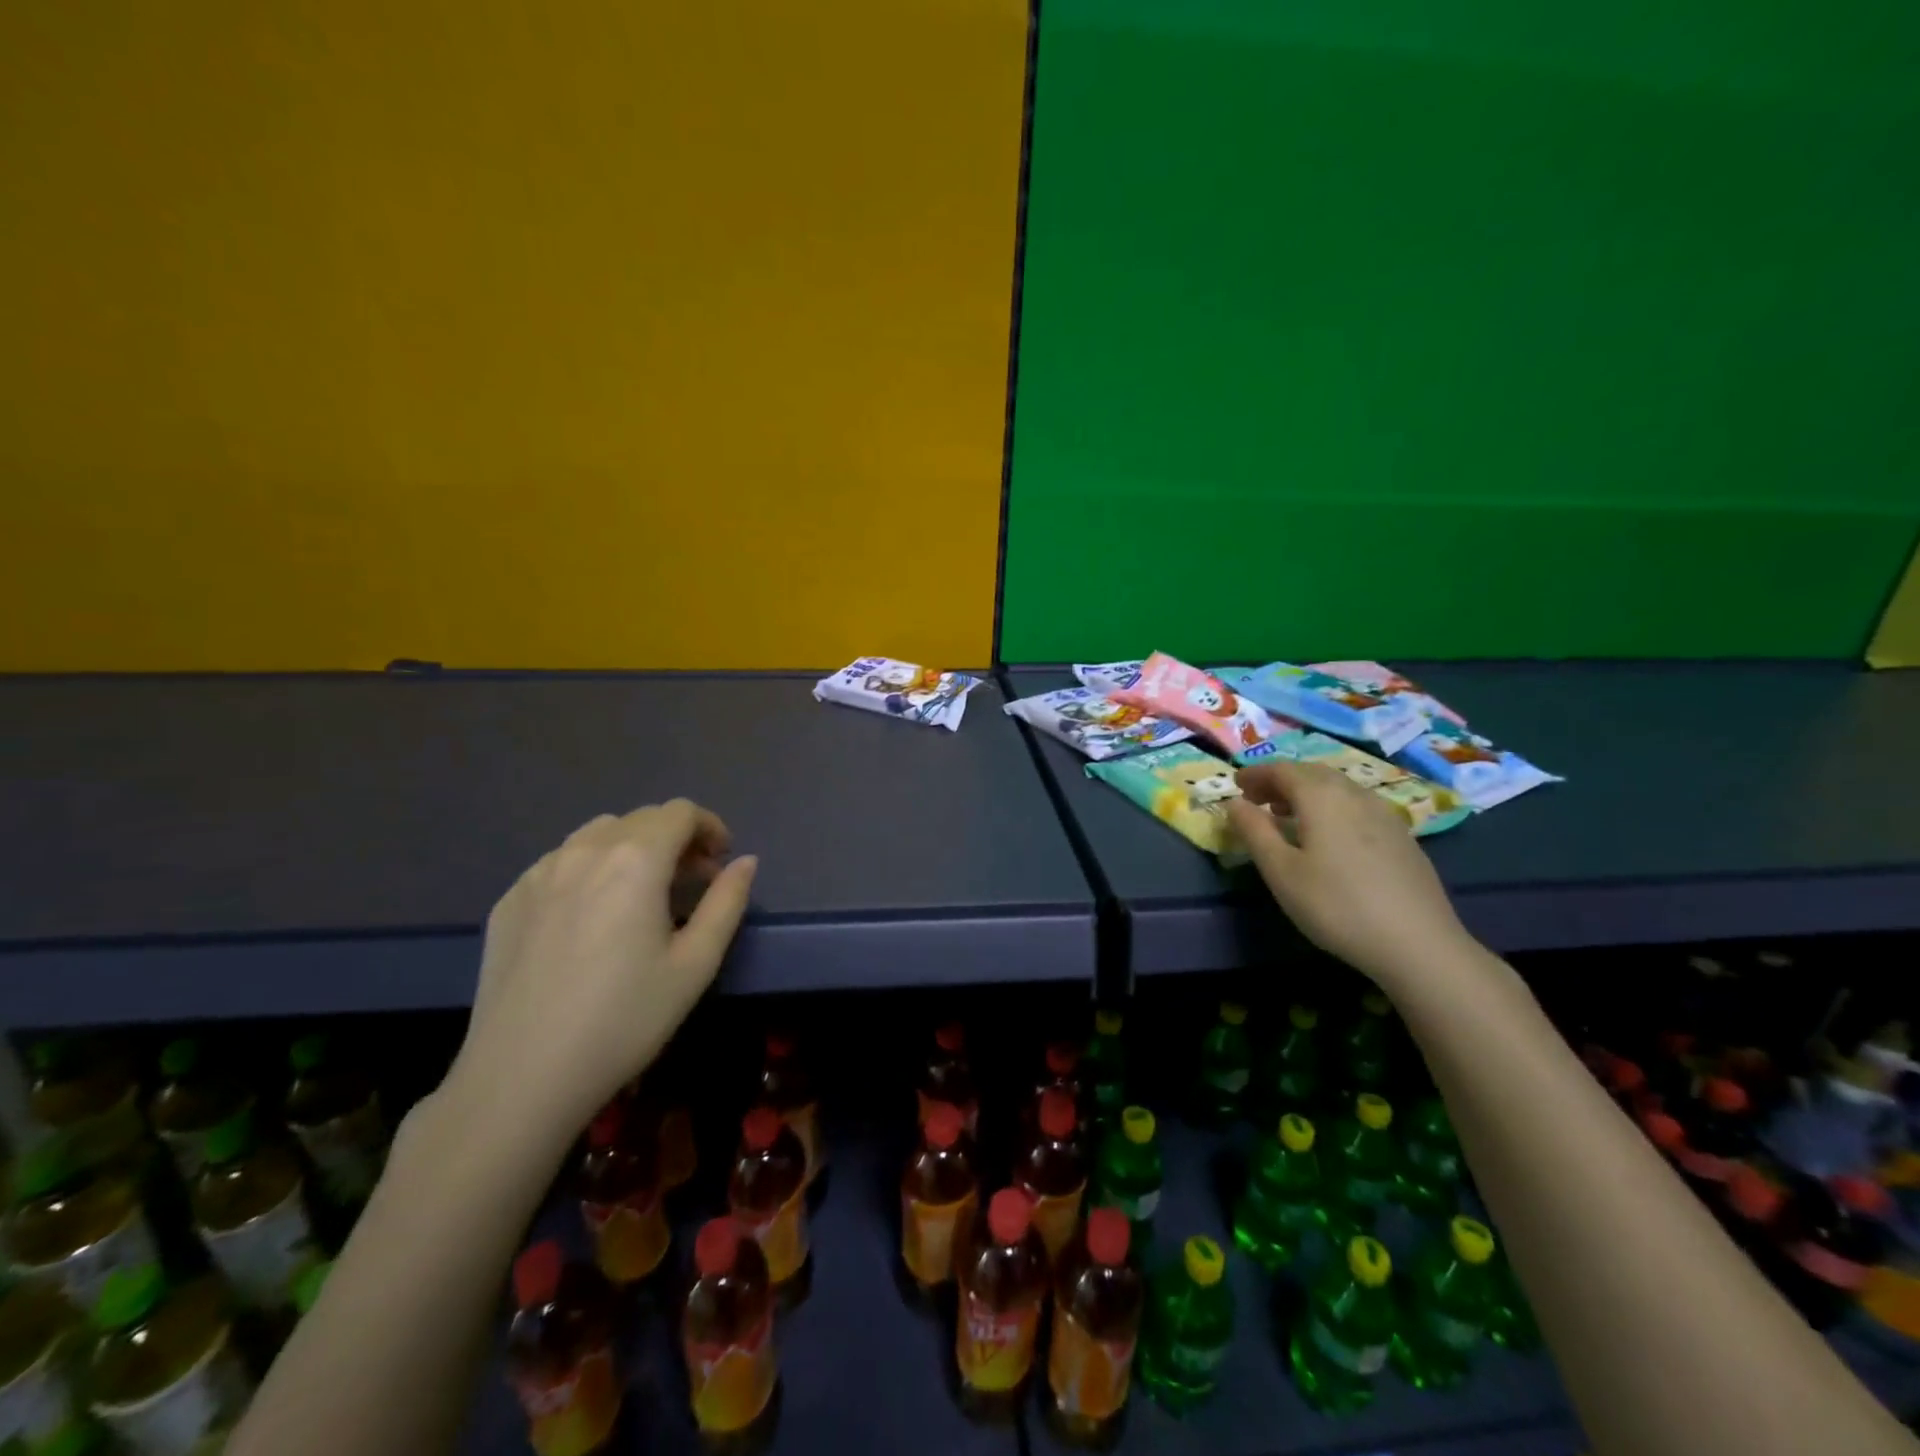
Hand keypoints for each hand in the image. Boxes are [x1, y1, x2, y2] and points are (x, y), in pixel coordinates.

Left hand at [446, 800, 756, 1141]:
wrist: (521, 1077)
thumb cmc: (625, 1020)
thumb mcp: (696, 964)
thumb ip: (727, 902)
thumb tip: (745, 862)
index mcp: (635, 860)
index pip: (680, 812)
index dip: (710, 827)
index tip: (720, 862)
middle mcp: (584, 851)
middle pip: (641, 819)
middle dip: (675, 838)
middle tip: (691, 882)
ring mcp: (539, 873)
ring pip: (597, 834)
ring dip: (632, 848)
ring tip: (641, 893)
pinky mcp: (509, 900)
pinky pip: (560, 862)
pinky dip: (590, 868)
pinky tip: (592, 915)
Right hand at [1227, 762, 1471, 984]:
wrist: (1418, 944)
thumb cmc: (1336, 905)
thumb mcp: (1281, 871)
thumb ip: (1254, 831)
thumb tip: (1234, 803)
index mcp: (1322, 797)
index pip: (1282, 770)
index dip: (1256, 774)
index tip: (1236, 785)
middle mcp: (1355, 795)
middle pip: (1312, 774)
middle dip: (1281, 780)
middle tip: (1258, 799)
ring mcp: (1385, 815)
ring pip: (1339, 788)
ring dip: (1307, 793)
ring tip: (1288, 816)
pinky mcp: (1403, 837)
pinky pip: (1358, 806)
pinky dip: (1332, 808)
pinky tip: (1329, 837)